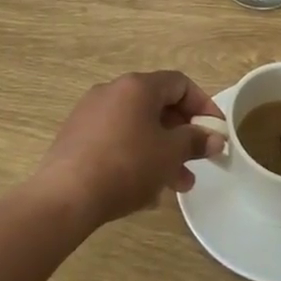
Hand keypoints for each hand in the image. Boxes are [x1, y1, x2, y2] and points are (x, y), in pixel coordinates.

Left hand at [32, 71, 224, 228]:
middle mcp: (113, 91)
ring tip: (176, 186)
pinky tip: (143, 191)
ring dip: (160, 151)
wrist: (65, 196)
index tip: (215, 132)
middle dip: (181, 135)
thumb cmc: (126, 165)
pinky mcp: (75, 137)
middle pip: (157, 106)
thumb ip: (195, 141)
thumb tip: (215, 138)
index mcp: (137, 86)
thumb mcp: (169, 154)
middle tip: (196, 162)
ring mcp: (90, 113)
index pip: (180, 84)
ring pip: (137, 127)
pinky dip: (135, 157)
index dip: (203, 105)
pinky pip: (116, 141)